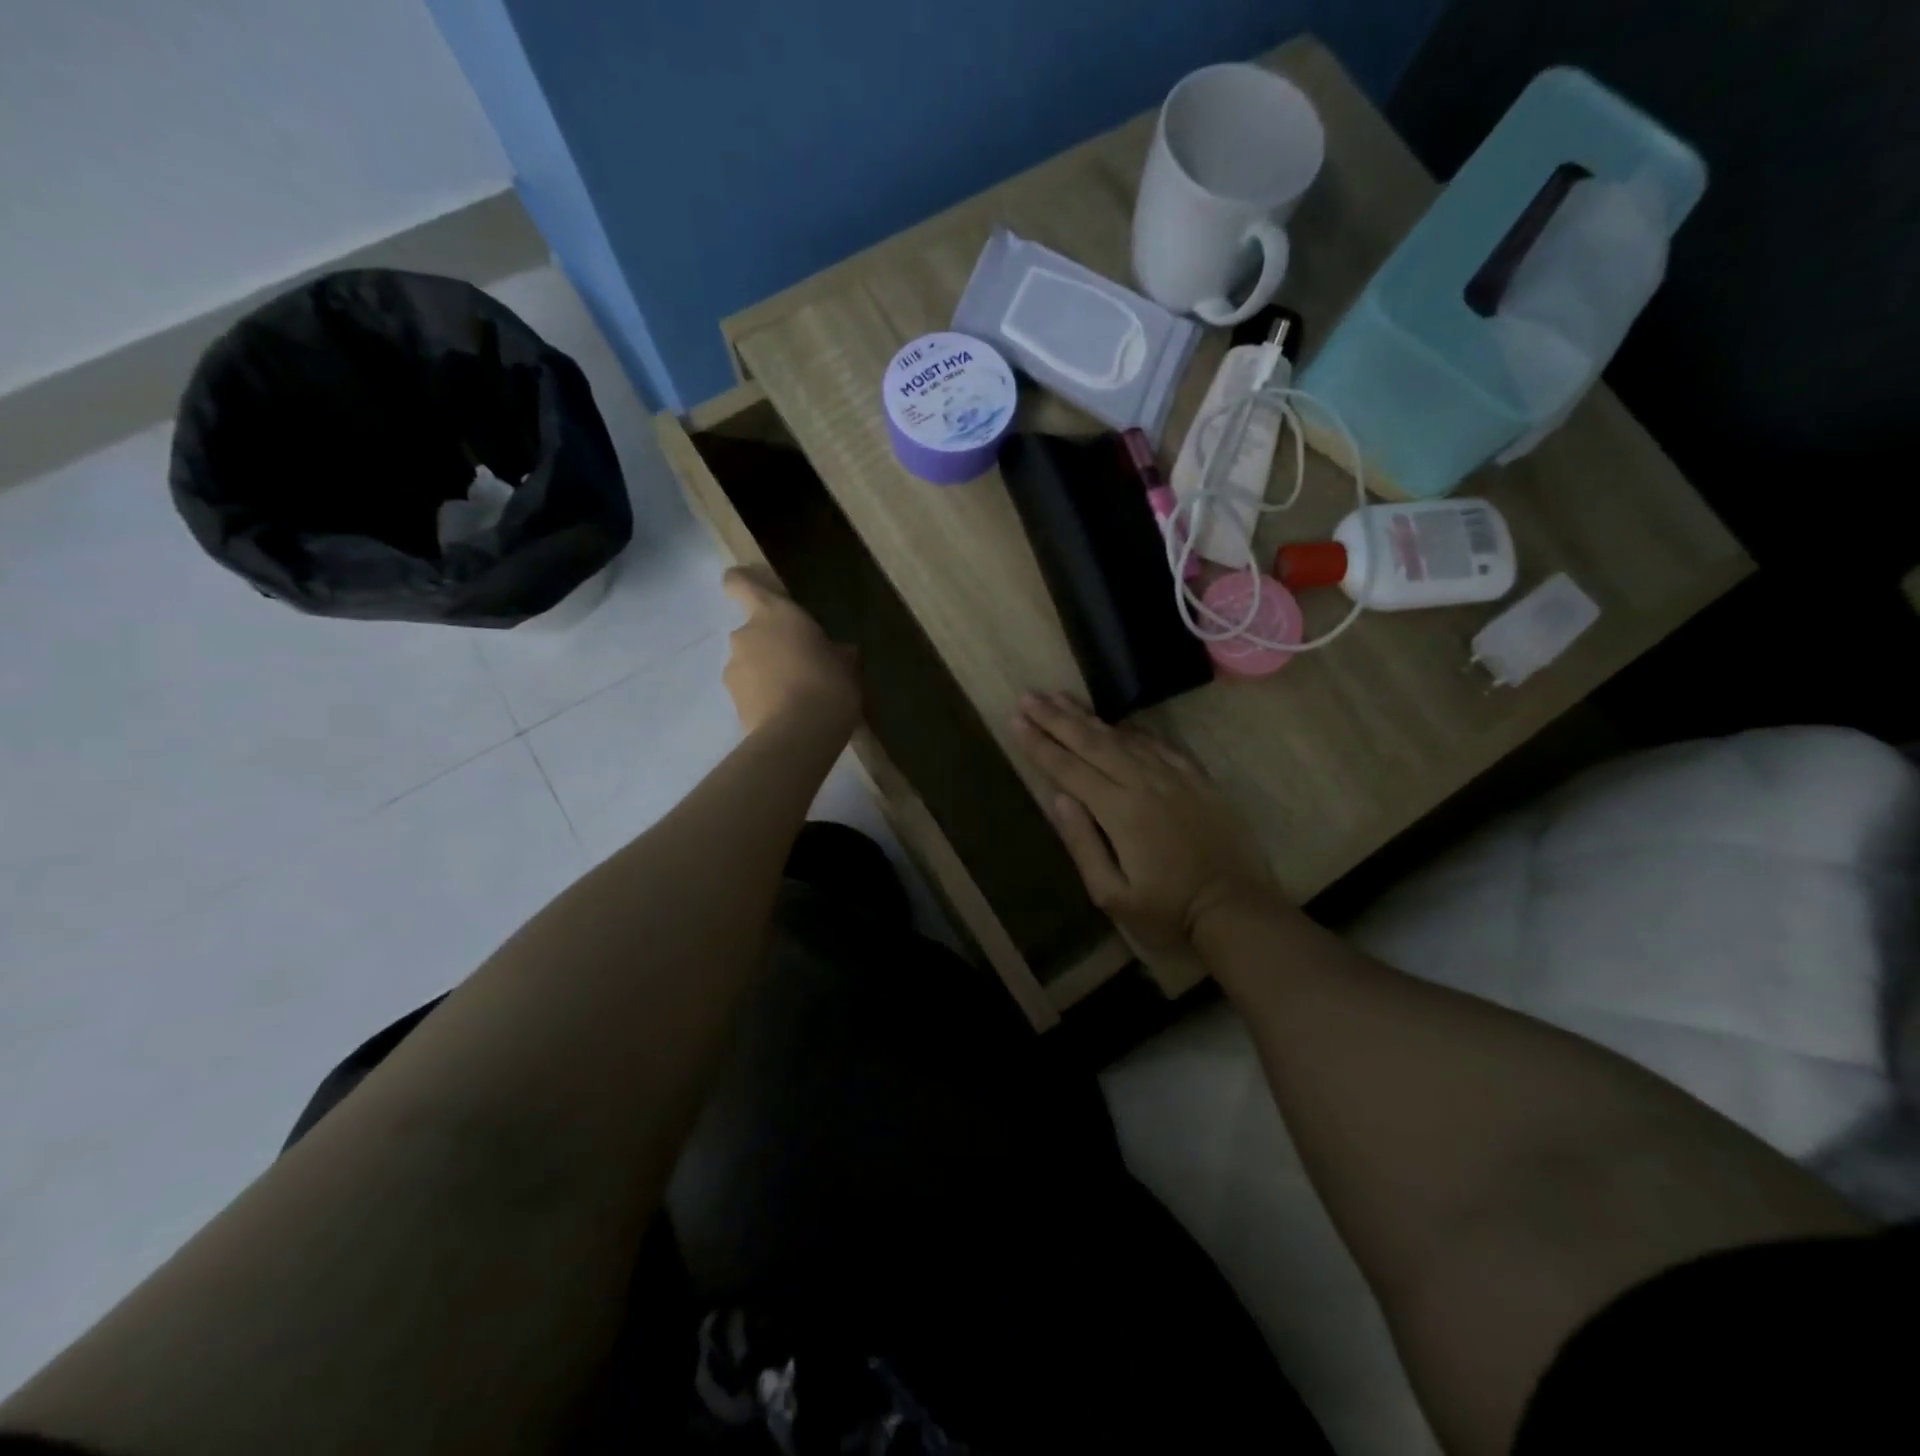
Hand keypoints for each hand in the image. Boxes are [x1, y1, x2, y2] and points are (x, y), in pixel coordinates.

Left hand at [721, 566, 858, 737]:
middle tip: (800, 664)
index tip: (754, 592)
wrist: (799, 734)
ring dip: (765, 673)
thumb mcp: (845, 666)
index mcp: (774, 614)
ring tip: (795, 696)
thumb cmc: (828, 685)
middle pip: (752, 631)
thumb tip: (840, 651)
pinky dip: (762, 698)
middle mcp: (745, 635)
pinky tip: (787, 715)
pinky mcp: (732, 702)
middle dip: (770, 645)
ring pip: (748, 664)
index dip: (743, 584)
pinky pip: (749, 692)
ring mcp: (733, 670)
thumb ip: (836, 653)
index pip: (740, 584)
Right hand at [1010, 693, 1278, 954]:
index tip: (1016, 720)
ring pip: (1124, 737)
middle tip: (1030, 696)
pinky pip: (1159, 745)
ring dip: (1089, 717)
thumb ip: (1083, 844)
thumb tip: (1059, 798)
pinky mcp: (1197, 779)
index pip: (1069, 769)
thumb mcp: (1112, 894)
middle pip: (1092, 743)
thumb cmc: (1167, 910)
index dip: (1040, 744)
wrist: (1235, 909)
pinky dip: (1133, 731)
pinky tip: (1117, 722)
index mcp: (1119, 811)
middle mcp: (1144, 783)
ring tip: (1062, 697)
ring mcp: (1174, 777)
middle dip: (1057, 718)